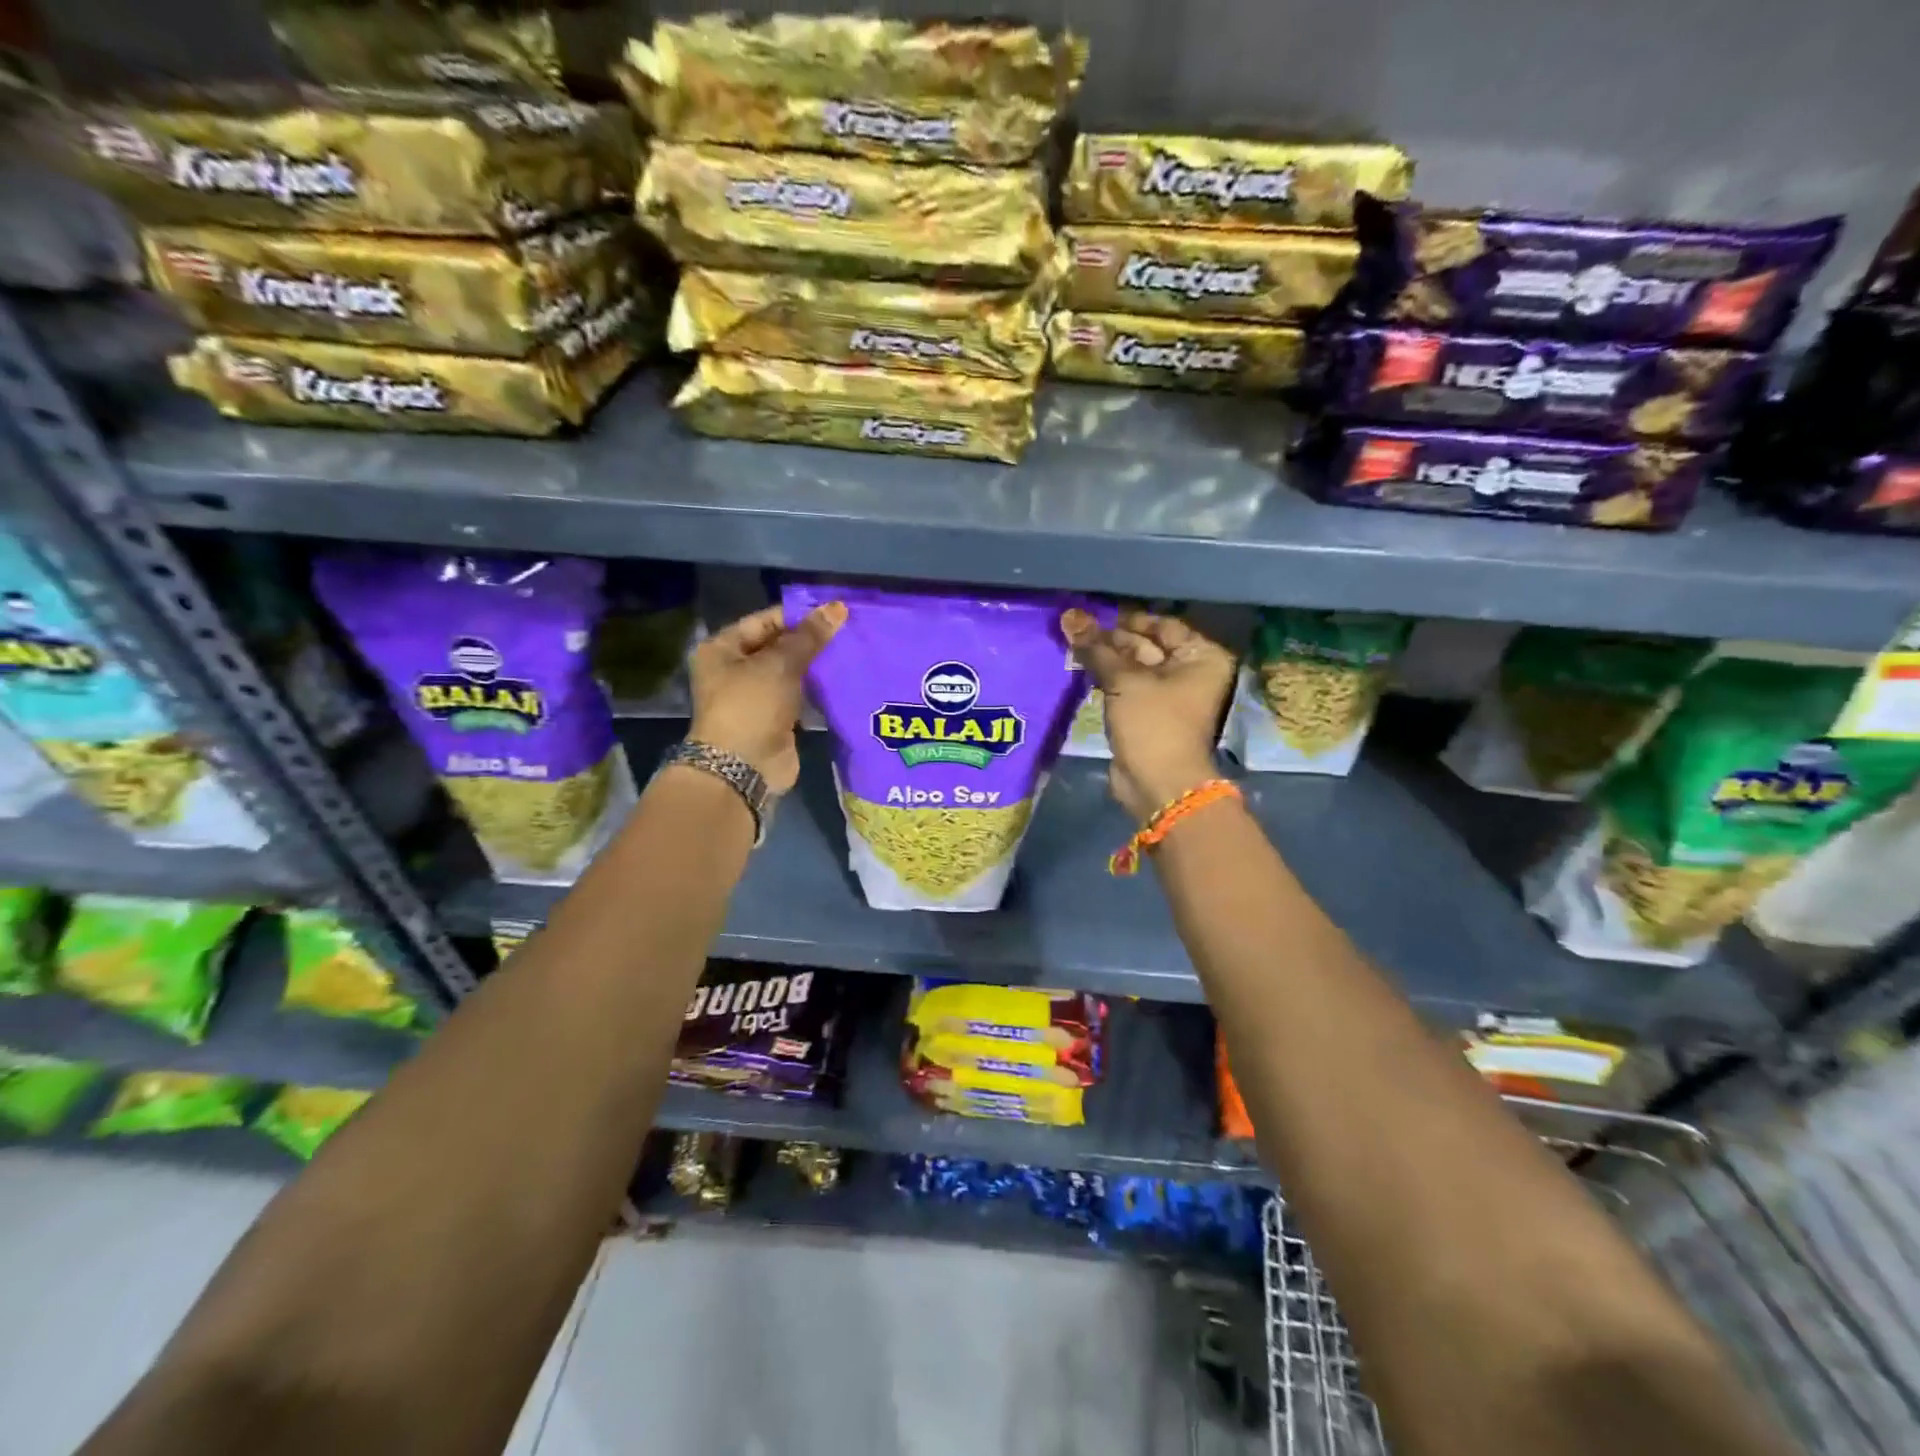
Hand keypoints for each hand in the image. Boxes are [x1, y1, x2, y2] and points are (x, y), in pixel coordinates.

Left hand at [688, 600, 845, 792]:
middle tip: (850, 631)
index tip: (836, 612)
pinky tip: (845, 679)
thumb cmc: (752, 706)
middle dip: (812, 640)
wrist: (744, 768)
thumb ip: (810, 636)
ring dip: (818, 666)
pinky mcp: (776, 718)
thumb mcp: (780, 664)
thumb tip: (837, 607)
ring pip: (792, 672)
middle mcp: (735, 669)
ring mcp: (756, 696)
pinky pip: (800, 696)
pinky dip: (819, 690)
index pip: (766, 620)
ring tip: (853, 652)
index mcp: (723, 648)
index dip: (800, 615)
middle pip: (779, 645)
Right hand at [1062, 608, 1235, 821]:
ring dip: (1103, 658)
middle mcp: (1189, 671)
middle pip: (1146, 645)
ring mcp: (1168, 694)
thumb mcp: (1123, 680)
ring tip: (1069, 642)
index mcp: (1200, 656)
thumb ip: (1096, 648)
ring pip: (1132, 667)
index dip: (1126, 619)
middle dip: (1110, 639)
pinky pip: (1125, 687)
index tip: (1091, 613)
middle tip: (1073, 627)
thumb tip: (1069, 615)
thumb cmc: (1153, 724)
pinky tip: (1078, 666)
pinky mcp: (1147, 713)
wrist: (1158, 784)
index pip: (1161, 625)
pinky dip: (1105, 678)